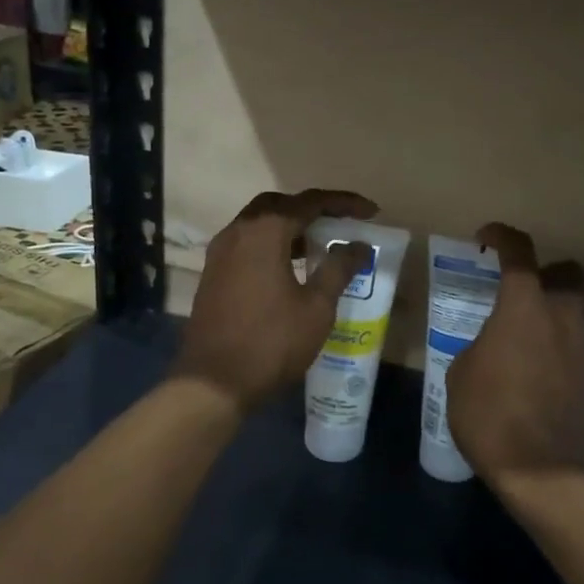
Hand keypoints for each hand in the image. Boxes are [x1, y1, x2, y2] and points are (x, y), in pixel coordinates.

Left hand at [173, 189, 377, 413]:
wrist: (214, 382)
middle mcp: (238, 232)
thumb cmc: (271, 342)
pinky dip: (272, 244)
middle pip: (280, 205)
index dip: (344, 203)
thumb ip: (338, 269)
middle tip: (342, 223)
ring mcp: (220, 252)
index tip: (371, 212)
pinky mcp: (213, 273)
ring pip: (259, 224)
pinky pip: (247, 244)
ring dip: (291, 227)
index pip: (310, 202)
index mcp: (264, 232)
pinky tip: (291, 266)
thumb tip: (358, 245)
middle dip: (313, 209)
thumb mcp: (316, 307)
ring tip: (321, 244)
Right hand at [445, 222, 583, 490]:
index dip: (503, 236)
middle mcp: (562, 318)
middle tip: (519, 293)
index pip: (520, 253)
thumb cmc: (491, 415)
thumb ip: (481, 346)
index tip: (486, 237)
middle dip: (545, 273)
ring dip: (552, 314)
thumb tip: (494, 346)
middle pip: (566, 273)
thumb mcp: (462, 375)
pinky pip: (576, 348)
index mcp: (524, 308)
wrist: (546, 472)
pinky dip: (559, 349)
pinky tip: (538, 375)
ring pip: (574, 312)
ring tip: (524, 342)